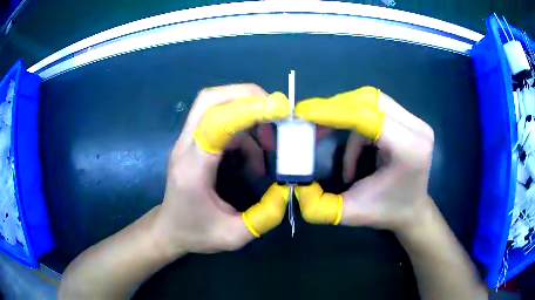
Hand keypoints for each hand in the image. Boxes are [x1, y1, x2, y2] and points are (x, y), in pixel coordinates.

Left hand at [151, 84, 290, 255]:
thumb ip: (264, 216)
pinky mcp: (194, 142)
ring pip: (214, 104)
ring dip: (248, 113)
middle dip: (247, 96)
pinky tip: (255, 156)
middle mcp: (186, 146)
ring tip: (271, 143)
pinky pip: (221, 121)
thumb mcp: (233, 236)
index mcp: (192, 168)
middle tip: (277, 111)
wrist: (169, 229)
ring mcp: (187, 141)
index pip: (216, 122)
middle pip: (210, 99)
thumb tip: (287, 188)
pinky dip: (244, 130)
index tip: (281, 109)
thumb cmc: (195, 233)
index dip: (249, 109)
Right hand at [294, 87, 433, 231]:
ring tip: (330, 135)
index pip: (368, 117)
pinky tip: (355, 146)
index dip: (333, 111)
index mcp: (409, 150)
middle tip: (311, 123)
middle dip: (336, 109)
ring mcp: (417, 122)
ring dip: (346, 114)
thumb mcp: (349, 213)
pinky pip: (377, 107)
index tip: (303, 113)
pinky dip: (358, 121)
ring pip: (372, 100)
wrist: (412, 211)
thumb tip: (297, 184)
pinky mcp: (412, 120)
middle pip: (369, 100)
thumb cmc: (386, 212)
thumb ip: (318, 205)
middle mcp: (417, 129)